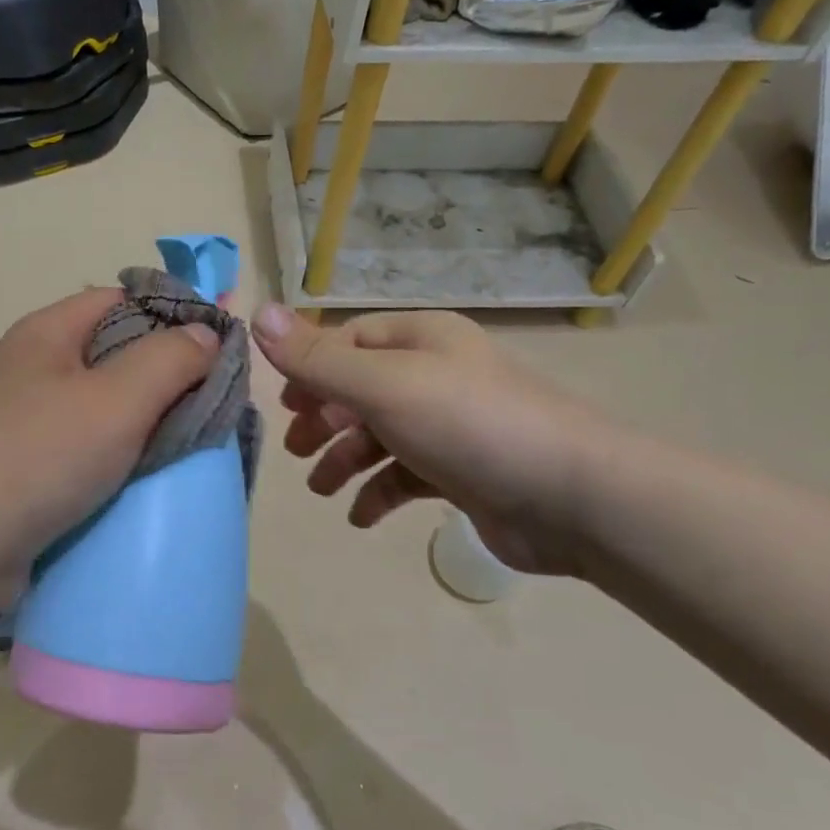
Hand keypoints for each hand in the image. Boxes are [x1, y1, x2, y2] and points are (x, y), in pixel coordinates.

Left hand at [0, 288, 220, 590]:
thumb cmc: (37, 456)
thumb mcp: (116, 398)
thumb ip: (169, 360)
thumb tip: (205, 334)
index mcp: (49, 335)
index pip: (121, 300)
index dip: (172, 314)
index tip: (219, 347)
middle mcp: (36, 372)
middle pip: (116, 357)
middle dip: (168, 378)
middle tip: (219, 406)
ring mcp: (29, 426)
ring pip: (106, 413)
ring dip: (148, 428)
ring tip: (198, 447)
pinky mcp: (30, 476)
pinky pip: (89, 457)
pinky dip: (122, 465)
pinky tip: (155, 484)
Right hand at [251, 304, 616, 574]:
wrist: (572, 498)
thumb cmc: (469, 425)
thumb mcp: (383, 386)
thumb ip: (317, 358)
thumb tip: (257, 312)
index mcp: (420, 340)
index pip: (349, 341)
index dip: (310, 369)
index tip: (283, 405)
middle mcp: (435, 374)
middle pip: (360, 389)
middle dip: (324, 419)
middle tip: (295, 451)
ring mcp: (451, 425)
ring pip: (380, 436)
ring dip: (345, 460)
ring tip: (322, 490)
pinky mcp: (462, 472)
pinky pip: (407, 476)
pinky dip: (380, 493)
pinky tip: (362, 517)